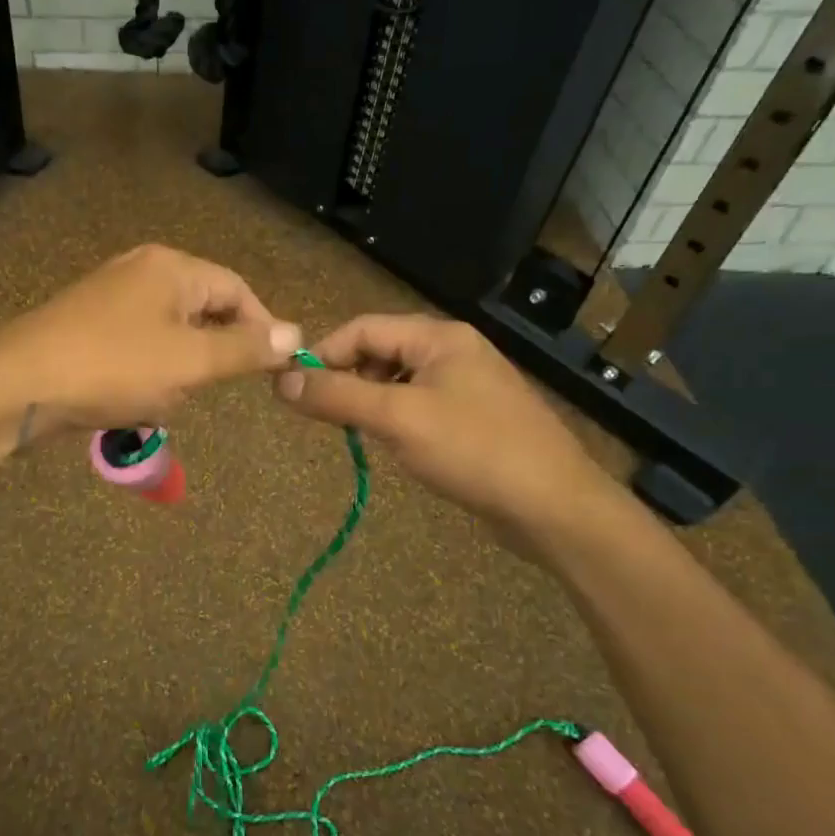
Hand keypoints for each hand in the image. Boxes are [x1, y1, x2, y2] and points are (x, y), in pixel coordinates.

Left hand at [0, 244, 300, 436]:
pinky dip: (143, 378)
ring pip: (170, 339)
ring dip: (173, 375)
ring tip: (152, 399)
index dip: (261, 328)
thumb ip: (245, 348)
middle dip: (207, 358)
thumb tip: (296, 333)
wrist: (15, 387)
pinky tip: (126, 402)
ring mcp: (110, 298)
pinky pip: (137, 351)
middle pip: (202, 312)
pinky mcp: (88, 328)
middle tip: (199, 389)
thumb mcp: (189, 362)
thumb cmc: (112, 368)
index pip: (236, 290)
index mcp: (171, 267)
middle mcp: (142, 272)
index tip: (271, 369)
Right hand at [273, 314, 616, 543]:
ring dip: (370, 402)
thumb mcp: (397, 419)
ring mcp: (468, 386)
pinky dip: (396, 420)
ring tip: (358, 433)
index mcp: (439, 337)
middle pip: (381, 352)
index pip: (363, 328)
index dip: (324, 354)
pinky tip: (395, 447)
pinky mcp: (475, 419)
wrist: (554, 507)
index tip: (295, 390)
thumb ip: (336, 396)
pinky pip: (419, 407)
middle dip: (347, 379)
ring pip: (398, 382)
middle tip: (326, 417)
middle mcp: (454, 351)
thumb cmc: (473, 450)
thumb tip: (280, 381)